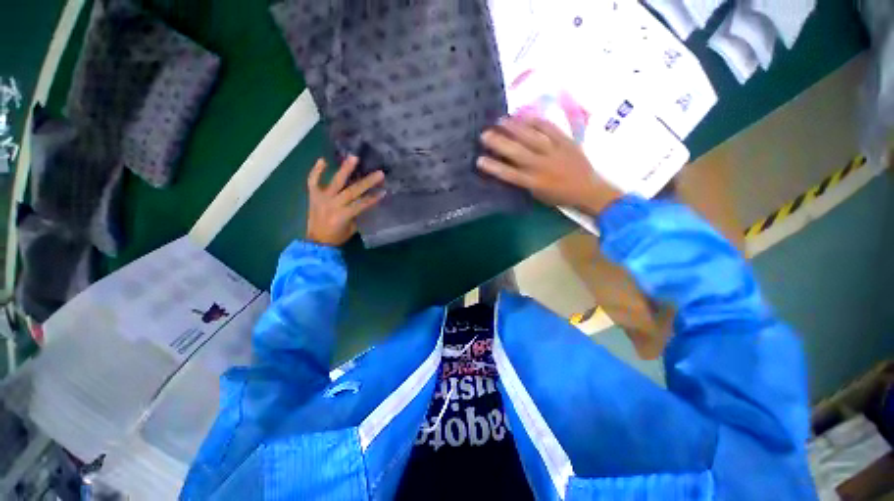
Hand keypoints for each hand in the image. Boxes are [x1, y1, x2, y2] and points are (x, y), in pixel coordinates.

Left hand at [306, 156, 384, 246]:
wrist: (317, 241)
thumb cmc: (338, 236)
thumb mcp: (352, 227)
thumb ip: (358, 213)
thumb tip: (366, 200)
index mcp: (343, 215)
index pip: (362, 204)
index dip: (373, 198)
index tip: (384, 191)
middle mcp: (333, 204)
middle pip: (352, 191)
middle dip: (367, 182)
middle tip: (379, 173)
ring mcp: (322, 198)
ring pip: (335, 182)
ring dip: (345, 169)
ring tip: (354, 158)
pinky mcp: (313, 195)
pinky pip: (313, 181)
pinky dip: (317, 170)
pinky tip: (323, 160)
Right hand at [477, 116, 622, 215]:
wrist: (589, 189)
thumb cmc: (559, 196)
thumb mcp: (538, 195)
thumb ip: (524, 181)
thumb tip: (510, 167)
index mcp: (534, 182)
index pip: (509, 174)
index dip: (494, 167)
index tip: (479, 160)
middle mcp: (541, 166)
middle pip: (517, 152)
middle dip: (499, 143)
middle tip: (484, 134)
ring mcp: (554, 151)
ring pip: (532, 137)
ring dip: (515, 128)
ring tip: (500, 120)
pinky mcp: (565, 140)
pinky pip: (549, 128)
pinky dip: (535, 120)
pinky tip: (524, 115)